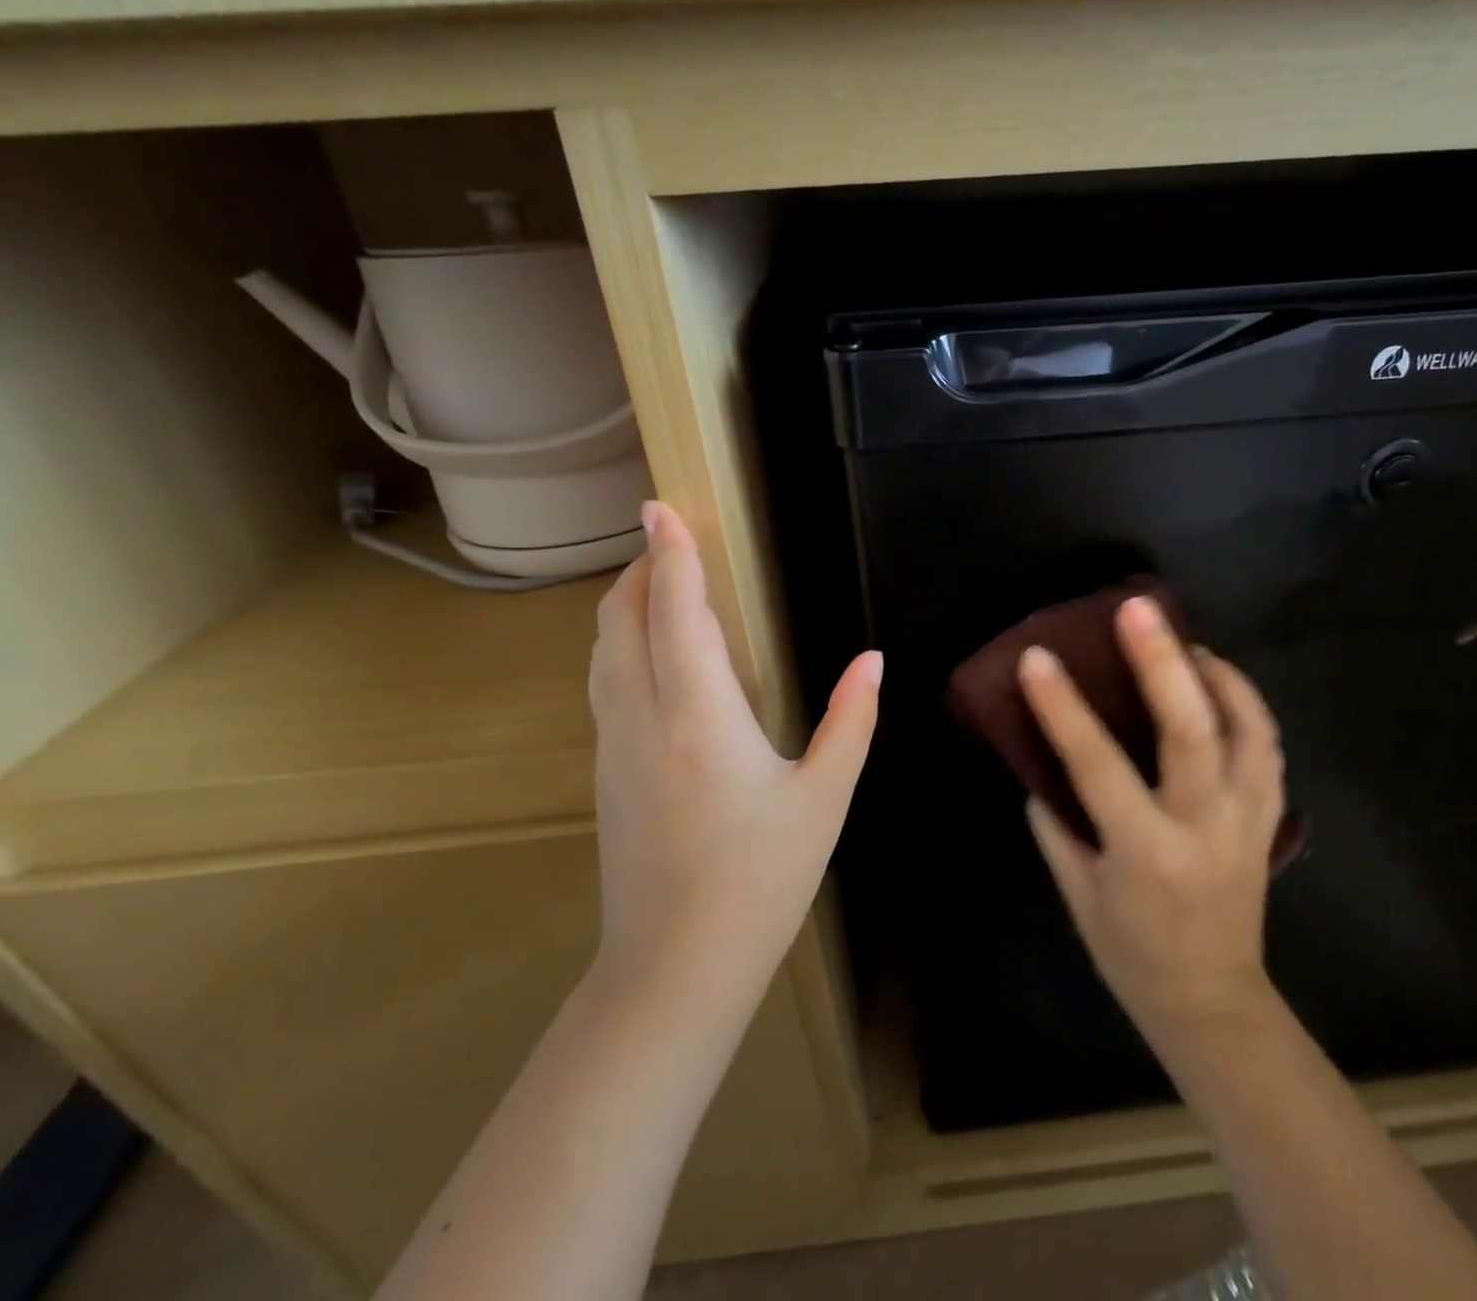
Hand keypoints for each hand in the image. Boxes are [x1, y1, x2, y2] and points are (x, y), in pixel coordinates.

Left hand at [587, 501, 881, 1015]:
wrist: (673, 968)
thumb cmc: (760, 880)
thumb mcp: (824, 798)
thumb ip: (851, 720)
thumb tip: (872, 660)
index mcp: (700, 717)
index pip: (676, 613)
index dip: (670, 555)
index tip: (660, 507)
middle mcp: (643, 719)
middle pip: (623, 621)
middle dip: (643, 570)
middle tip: (669, 538)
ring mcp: (613, 747)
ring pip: (604, 652)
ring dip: (627, 606)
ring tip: (657, 582)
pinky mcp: (605, 773)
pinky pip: (605, 685)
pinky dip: (622, 646)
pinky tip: (649, 654)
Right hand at [1018, 595, 1283, 1044]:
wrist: (1212, 1002)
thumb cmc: (1132, 953)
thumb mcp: (1078, 894)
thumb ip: (1056, 825)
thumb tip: (1041, 766)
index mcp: (1146, 852)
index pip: (1098, 766)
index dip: (1064, 708)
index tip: (1037, 658)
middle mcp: (1205, 828)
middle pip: (1192, 731)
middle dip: (1163, 662)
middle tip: (1138, 610)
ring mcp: (1249, 820)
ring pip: (1248, 728)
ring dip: (1217, 674)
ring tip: (1183, 639)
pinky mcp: (1270, 817)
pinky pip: (1267, 744)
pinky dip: (1246, 702)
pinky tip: (1218, 680)